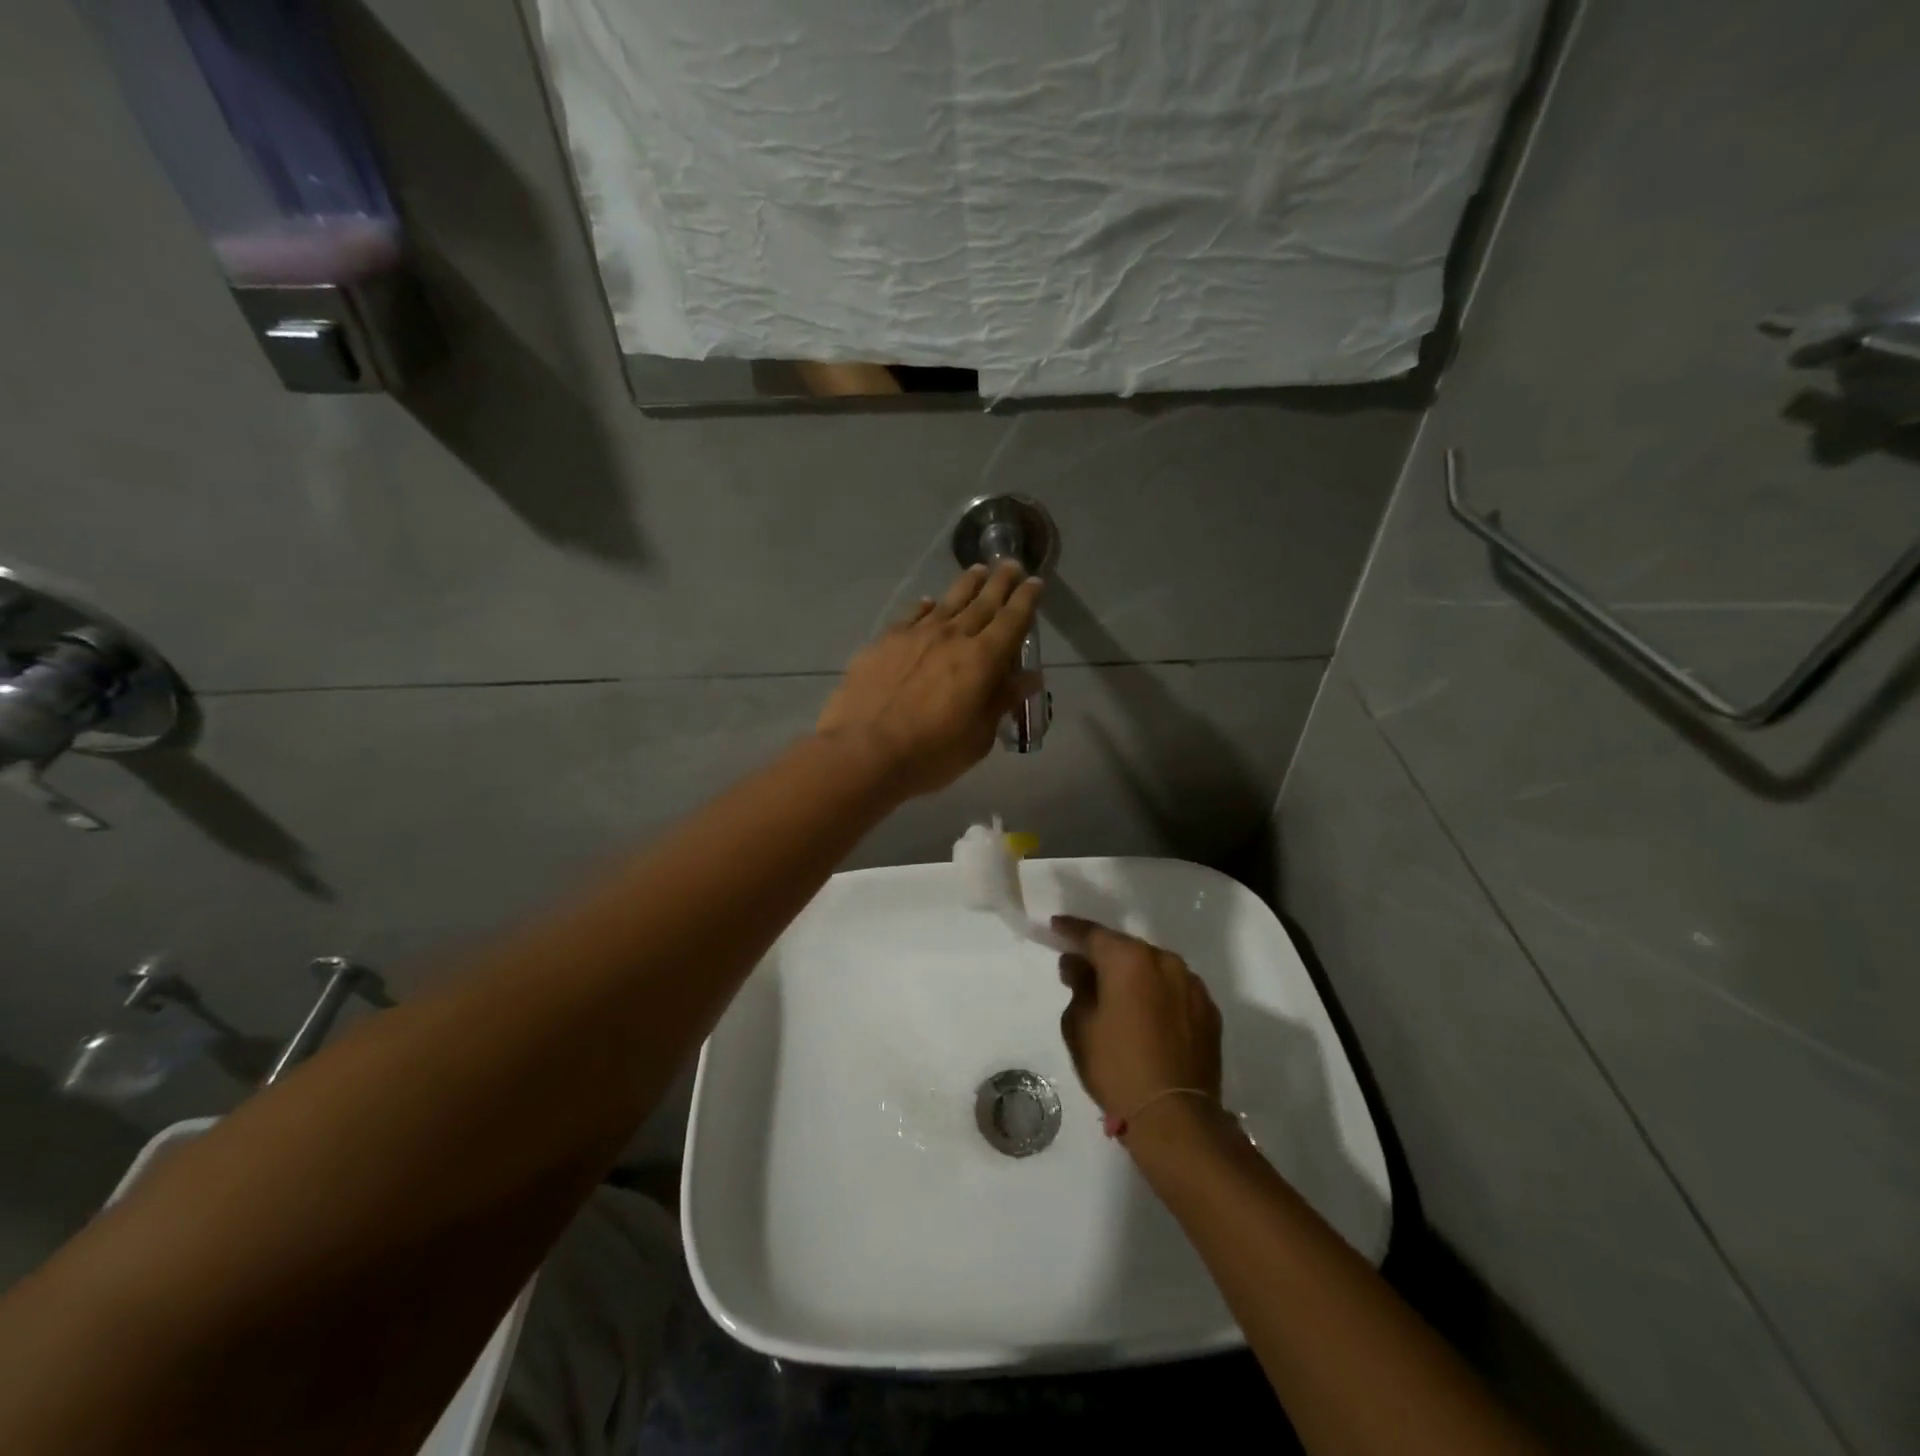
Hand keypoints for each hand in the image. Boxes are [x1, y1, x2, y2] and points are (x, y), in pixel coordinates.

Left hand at [817, 562, 1042, 797]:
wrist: (863, 751)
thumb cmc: (930, 753)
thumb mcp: (978, 737)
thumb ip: (1002, 701)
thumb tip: (1030, 677)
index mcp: (982, 660)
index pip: (1012, 620)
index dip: (1026, 599)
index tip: (1034, 581)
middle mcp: (952, 636)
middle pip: (982, 602)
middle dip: (999, 582)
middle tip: (1009, 564)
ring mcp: (915, 635)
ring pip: (947, 601)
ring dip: (966, 585)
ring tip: (977, 570)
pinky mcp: (884, 641)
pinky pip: (911, 616)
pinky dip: (925, 607)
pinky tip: (927, 603)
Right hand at [1055, 916, 1222, 1134]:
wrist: (1175, 1117)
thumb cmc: (1116, 1067)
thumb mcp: (1080, 1026)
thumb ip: (1078, 986)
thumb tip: (1078, 965)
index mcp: (1129, 959)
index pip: (1093, 934)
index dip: (1071, 930)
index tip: (1056, 927)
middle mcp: (1164, 960)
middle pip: (1126, 949)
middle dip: (1104, 956)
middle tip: (1084, 969)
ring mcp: (1192, 985)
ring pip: (1154, 969)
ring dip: (1135, 976)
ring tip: (1119, 996)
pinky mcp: (1209, 1011)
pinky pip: (1175, 991)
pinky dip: (1158, 996)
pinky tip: (1147, 1017)